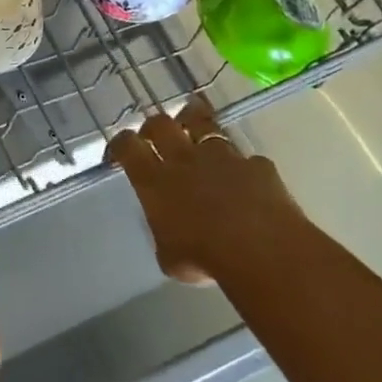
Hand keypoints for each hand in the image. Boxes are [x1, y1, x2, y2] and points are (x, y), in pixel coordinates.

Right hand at [108, 97, 309, 286]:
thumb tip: (171, 232)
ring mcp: (223, 157)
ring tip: (196, 126)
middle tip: (155, 134)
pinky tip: (246, 180)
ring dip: (196, 124)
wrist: (261, 249)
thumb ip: (165, 234)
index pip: (127, 147)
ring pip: (204, 124)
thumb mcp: (169, 256)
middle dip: (154, 125)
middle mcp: (184, 160)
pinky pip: (245, 160)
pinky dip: (242, 168)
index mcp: (154, 181)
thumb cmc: (204, 258)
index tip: (120, 151)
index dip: (120, 144)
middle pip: (161, 124)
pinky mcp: (256, 164)